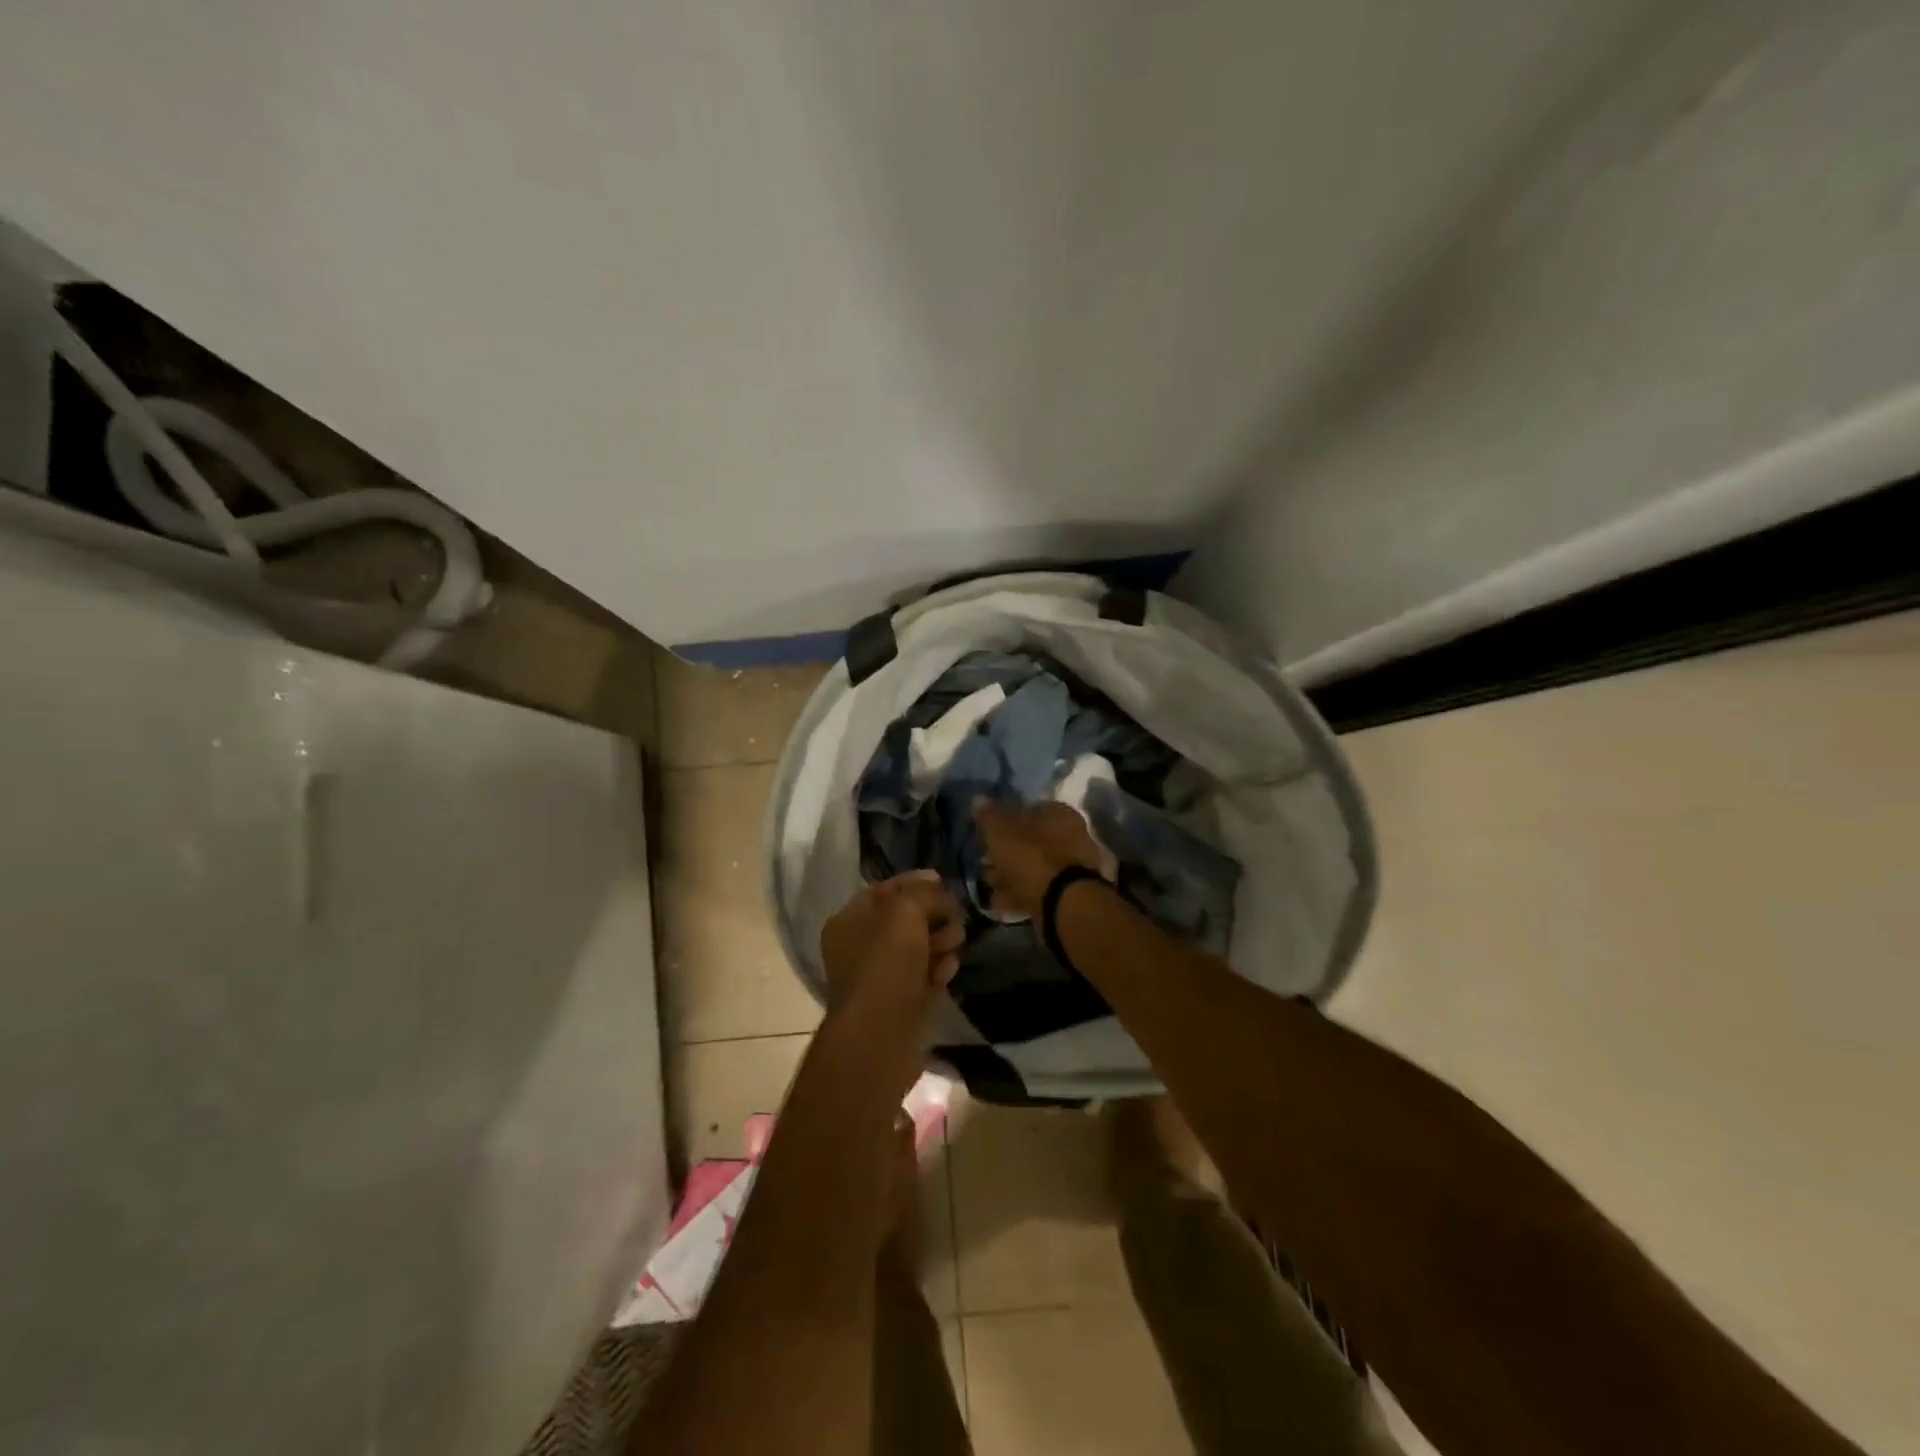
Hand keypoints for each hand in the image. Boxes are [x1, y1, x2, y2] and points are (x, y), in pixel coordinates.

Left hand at [819, 871, 963, 1015]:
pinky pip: (924, 977)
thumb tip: (936, 889)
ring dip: (940, 941)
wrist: (881, 1033)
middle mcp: (859, 947)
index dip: (914, 882)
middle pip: (904, 920)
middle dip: (933, 914)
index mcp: (849, 921)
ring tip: (957, 941)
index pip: (884, 890)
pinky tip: (949, 969)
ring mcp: (880, 977)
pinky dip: (938, 970)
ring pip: (917, 949)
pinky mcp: (900, 1002)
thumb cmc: (886, 962)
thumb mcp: (904, 911)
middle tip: (956, 914)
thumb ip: (922, 893)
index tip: (943, 880)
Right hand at [972, 800, 1103, 918]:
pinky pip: (1040, 888)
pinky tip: (1001, 903)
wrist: (1064, 904)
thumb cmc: (1032, 858)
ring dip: (1011, 874)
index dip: (1004, 820)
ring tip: (989, 885)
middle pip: (1031, 840)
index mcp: (1059, 813)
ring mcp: (1074, 866)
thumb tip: (978, 799)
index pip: (1028, 809)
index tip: (986, 834)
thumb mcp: (1001, 833)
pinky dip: (1020, 893)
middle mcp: (1072, 835)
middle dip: (1007, 852)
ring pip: (1034, 865)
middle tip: (985, 862)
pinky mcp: (1071, 893)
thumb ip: (989, 816)